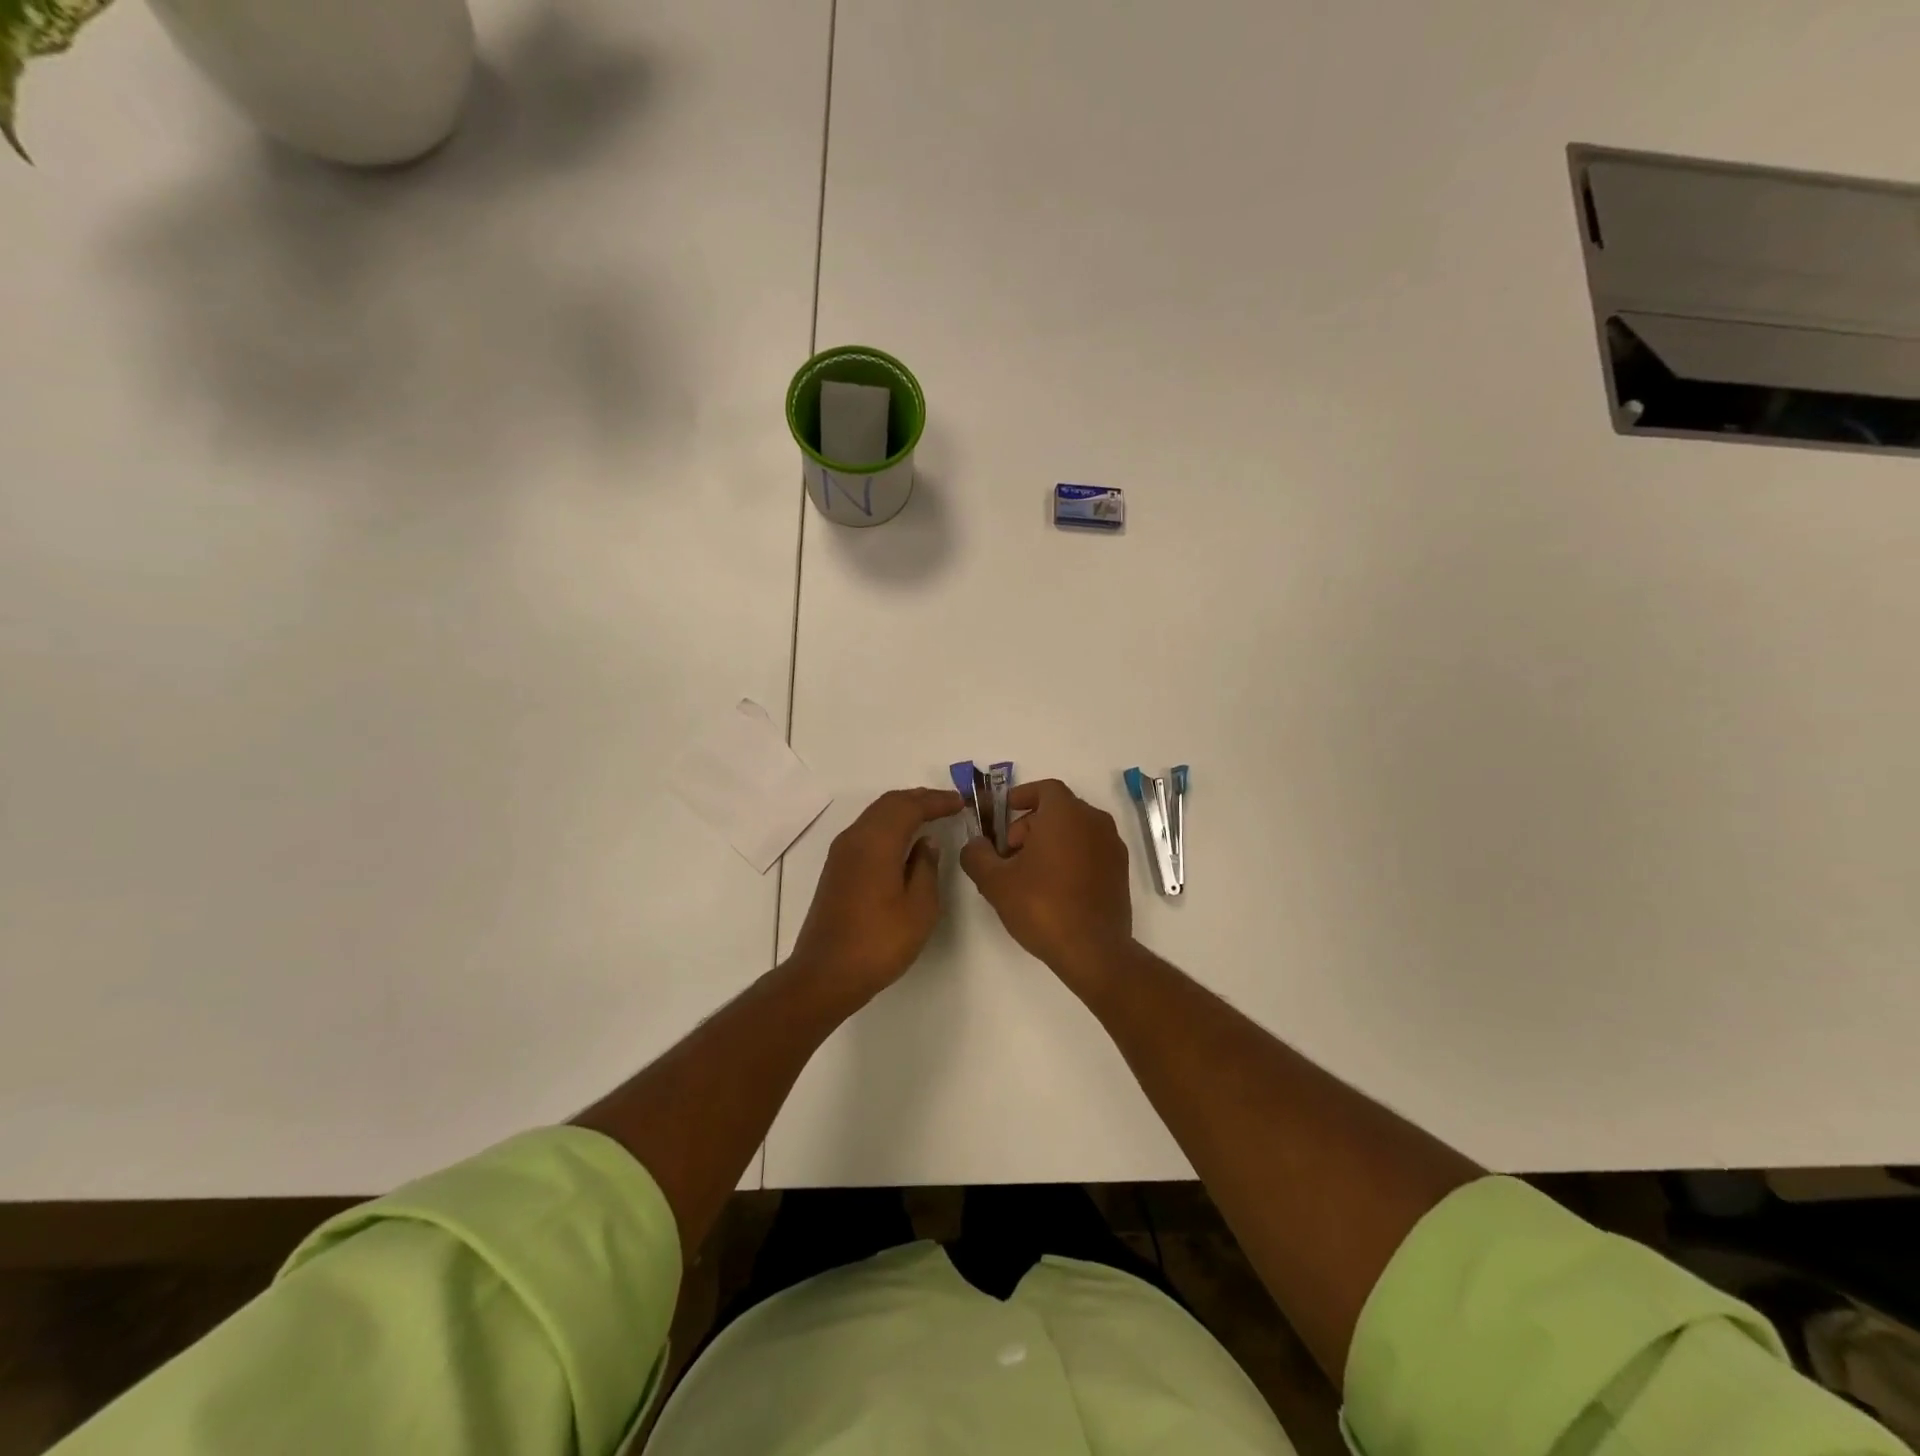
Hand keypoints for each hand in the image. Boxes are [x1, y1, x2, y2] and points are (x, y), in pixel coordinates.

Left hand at [788, 787, 963, 1004]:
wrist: (826, 973)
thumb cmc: (879, 942)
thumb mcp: (919, 908)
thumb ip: (926, 868)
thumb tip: (926, 843)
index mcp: (876, 842)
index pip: (909, 806)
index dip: (936, 800)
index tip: (961, 802)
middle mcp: (855, 838)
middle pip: (889, 803)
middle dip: (919, 799)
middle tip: (948, 803)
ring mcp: (841, 852)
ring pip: (875, 815)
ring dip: (902, 810)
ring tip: (930, 815)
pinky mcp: (836, 868)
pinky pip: (867, 831)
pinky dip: (889, 825)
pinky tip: (904, 840)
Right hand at [961, 779, 1133, 988]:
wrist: (1093, 950)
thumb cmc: (1042, 906)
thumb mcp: (995, 881)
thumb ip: (977, 854)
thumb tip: (975, 844)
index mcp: (1066, 813)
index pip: (1044, 788)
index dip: (1021, 796)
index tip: (1003, 814)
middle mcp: (1095, 821)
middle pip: (1058, 810)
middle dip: (1029, 825)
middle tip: (1008, 855)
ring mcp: (1112, 846)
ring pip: (1075, 830)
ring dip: (1050, 842)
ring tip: (1028, 874)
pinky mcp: (1120, 871)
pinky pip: (1090, 850)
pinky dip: (1070, 856)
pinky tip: (1053, 888)